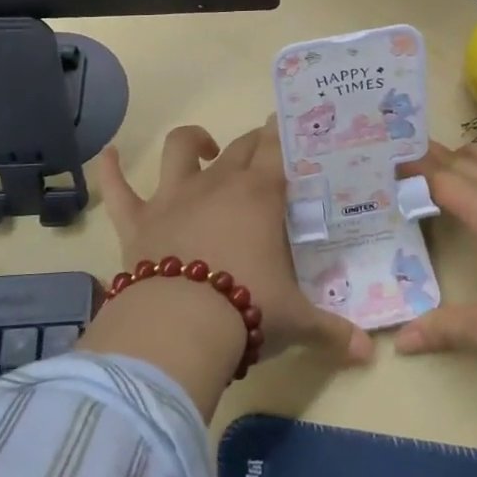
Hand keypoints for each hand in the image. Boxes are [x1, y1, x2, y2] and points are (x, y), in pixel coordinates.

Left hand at [95, 123, 373, 366]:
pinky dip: (111, 170)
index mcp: (259, 196)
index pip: (276, 150)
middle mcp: (216, 185)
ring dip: (192, 141)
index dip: (282, 134)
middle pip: (238, 147)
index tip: (286, 124)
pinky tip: (108, 155)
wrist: (179, 326)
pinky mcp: (136, 221)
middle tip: (264, 147)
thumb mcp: (297, 322)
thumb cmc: (247, 311)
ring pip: (179, 151)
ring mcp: (172, 198)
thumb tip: (368, 352)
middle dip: (253, 142)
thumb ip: (332, 331)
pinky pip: (118, 188)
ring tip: (202, 146)